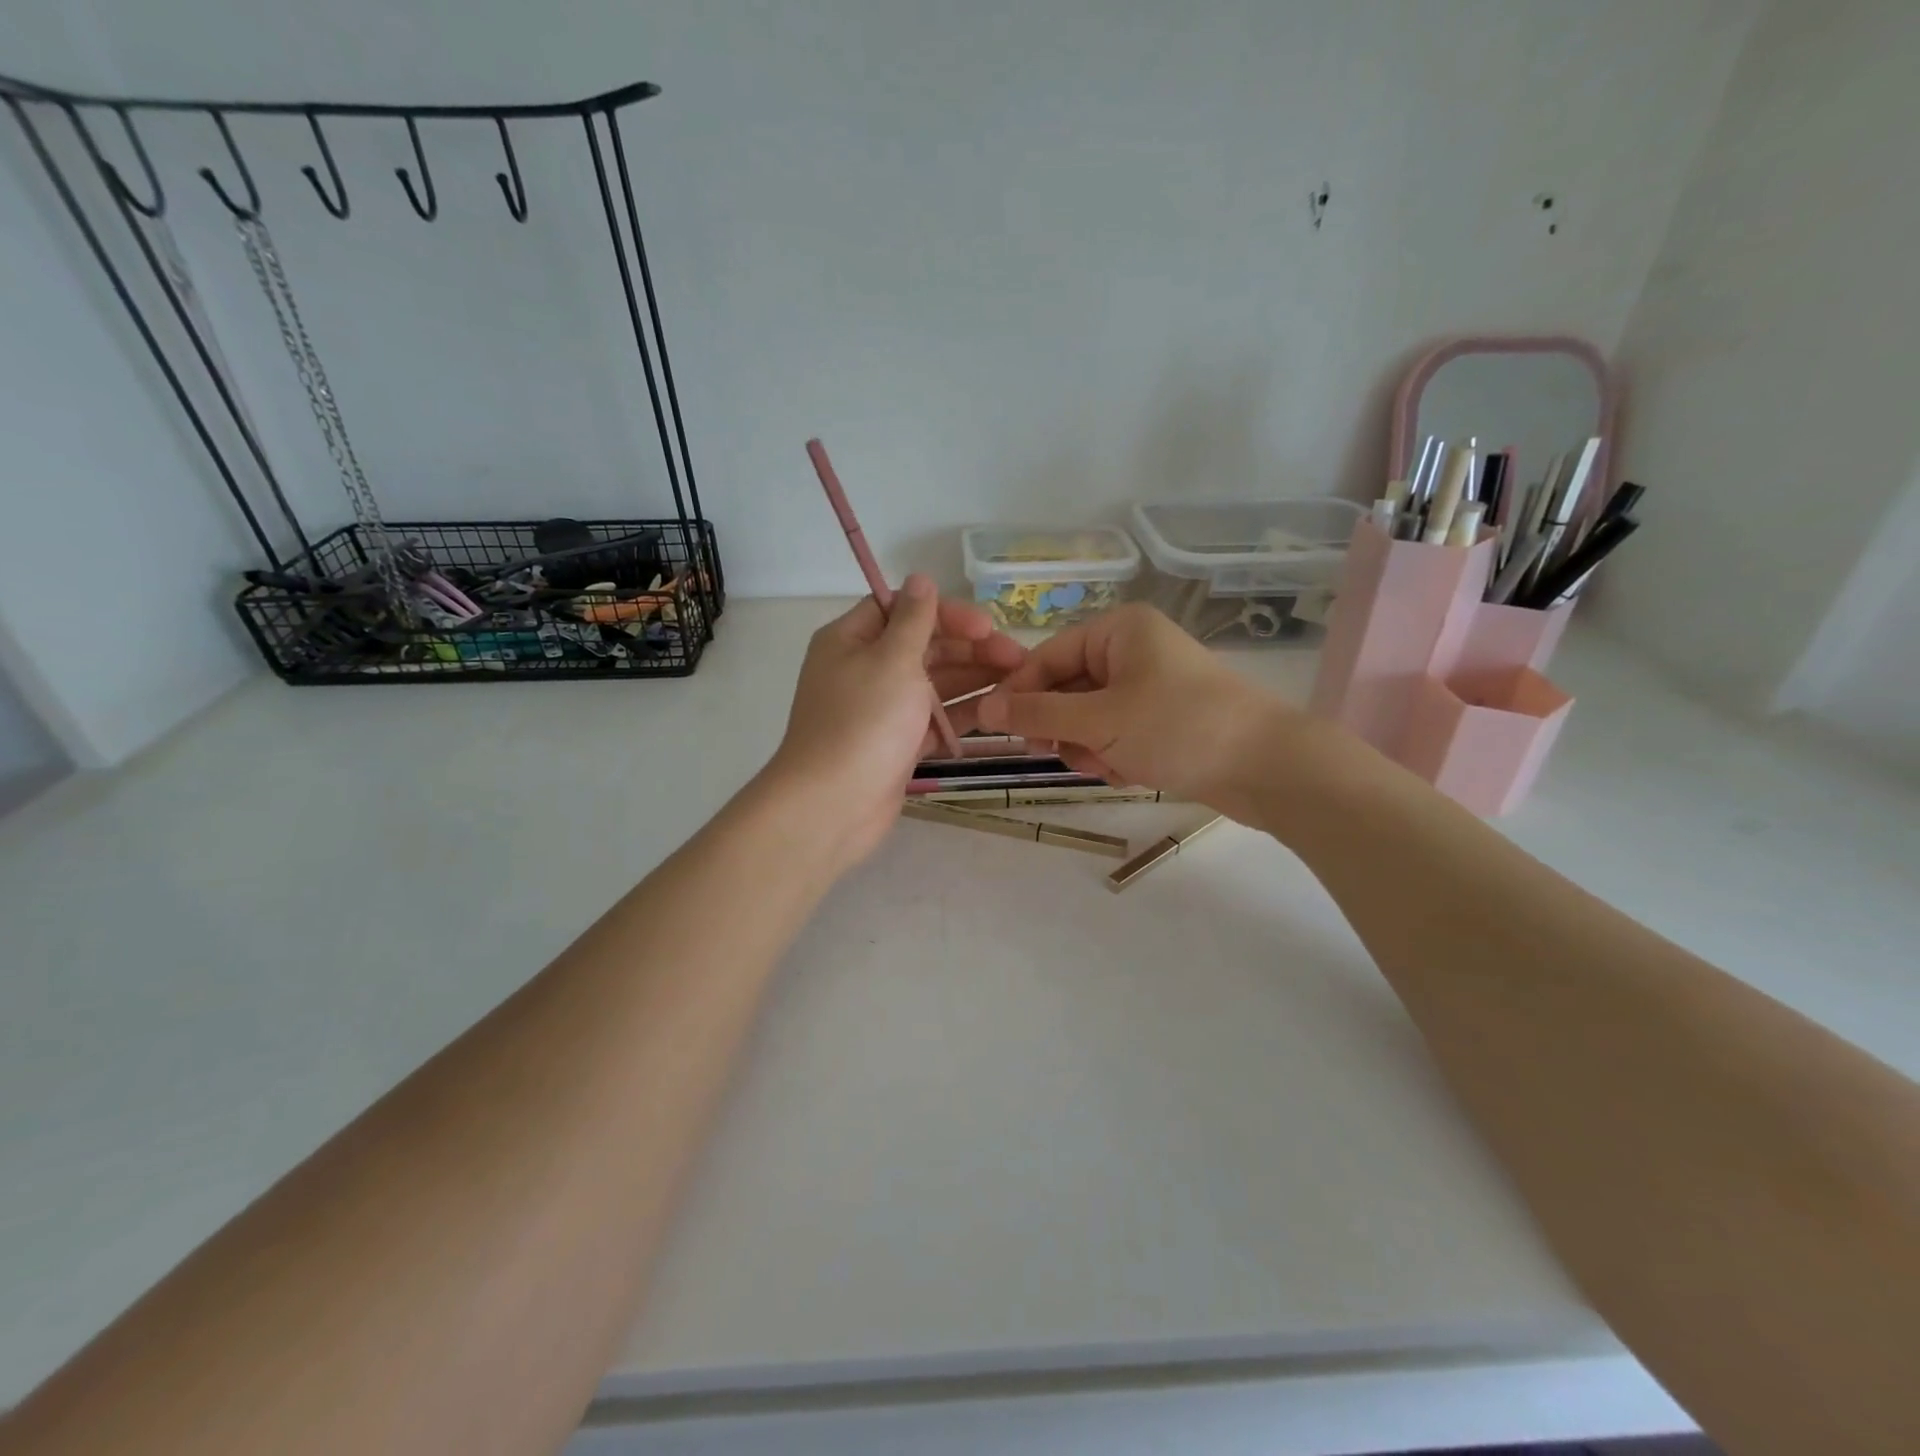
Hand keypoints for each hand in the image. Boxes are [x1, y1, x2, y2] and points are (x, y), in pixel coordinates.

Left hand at [762, 575, 1024, 867]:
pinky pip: (934, 719)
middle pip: (925, 647)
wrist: (833, 806)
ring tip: (1020, 684)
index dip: (948, 613)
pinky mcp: (896, 743)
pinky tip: (999, 712)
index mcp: (852, 639)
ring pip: (934, 684)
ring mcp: (881, 709)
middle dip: (971, 649)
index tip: (987, 627)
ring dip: (974, 680)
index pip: (904, 610)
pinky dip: (962, 714)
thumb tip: (920, 578)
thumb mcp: (892, 660)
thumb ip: (914, 620)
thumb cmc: (863, 723)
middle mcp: (864, 669)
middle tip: (1019, 659)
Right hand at [976, 603, 1310, 814]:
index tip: (997, 728)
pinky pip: (1115, 734)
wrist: (1268, 767)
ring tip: (1110, 766)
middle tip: (1060, 754)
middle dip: (1063, 727)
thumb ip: (1038, 714)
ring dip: (1088, 746)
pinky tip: (1130, 772)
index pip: (1047, 656)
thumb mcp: (1100, 720)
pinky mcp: (1162, 719)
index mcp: (1119, 630)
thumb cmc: (1178, 727)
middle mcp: (1132, 650)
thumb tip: (985, 709)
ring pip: (1088, 717)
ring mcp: (1149, 686)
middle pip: (1066, 688)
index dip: (1020, 693)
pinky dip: (1113, 755)